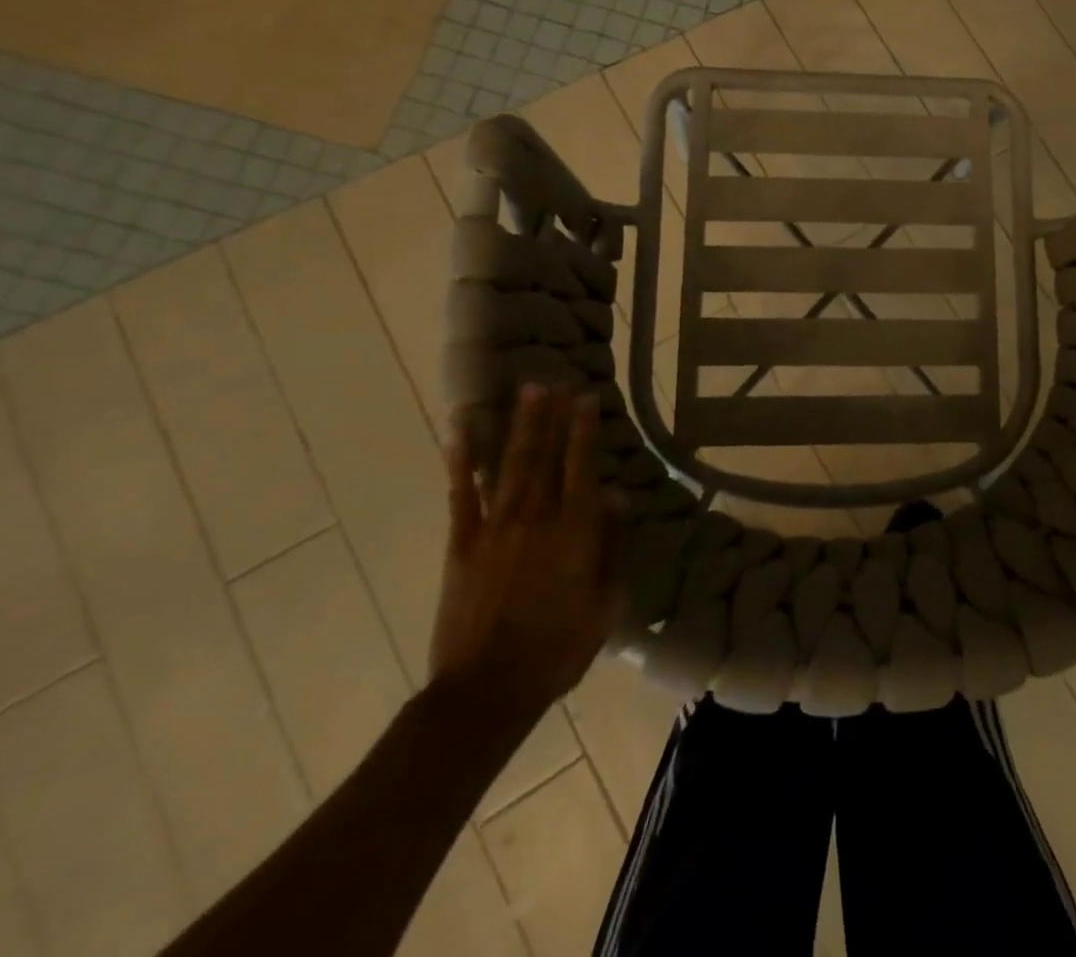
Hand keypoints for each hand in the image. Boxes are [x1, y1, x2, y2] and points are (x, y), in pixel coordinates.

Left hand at [429, 385, 624, 713]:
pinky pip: (462, 497)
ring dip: (520, 427)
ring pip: (511, 466)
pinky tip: (461, 433)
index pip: (582, 468)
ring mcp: (495, 529)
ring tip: (527, 392)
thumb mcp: (605, 603)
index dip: (584, 431)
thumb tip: (614, 498)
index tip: (586, 399)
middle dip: (551, 418)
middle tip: (554, 383)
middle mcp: (536, 519)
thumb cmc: (557, 649)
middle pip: (546, 458)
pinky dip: (461, 463)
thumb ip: (610, 546)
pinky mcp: (461, 546)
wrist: (487, 690)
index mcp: (574, 532)